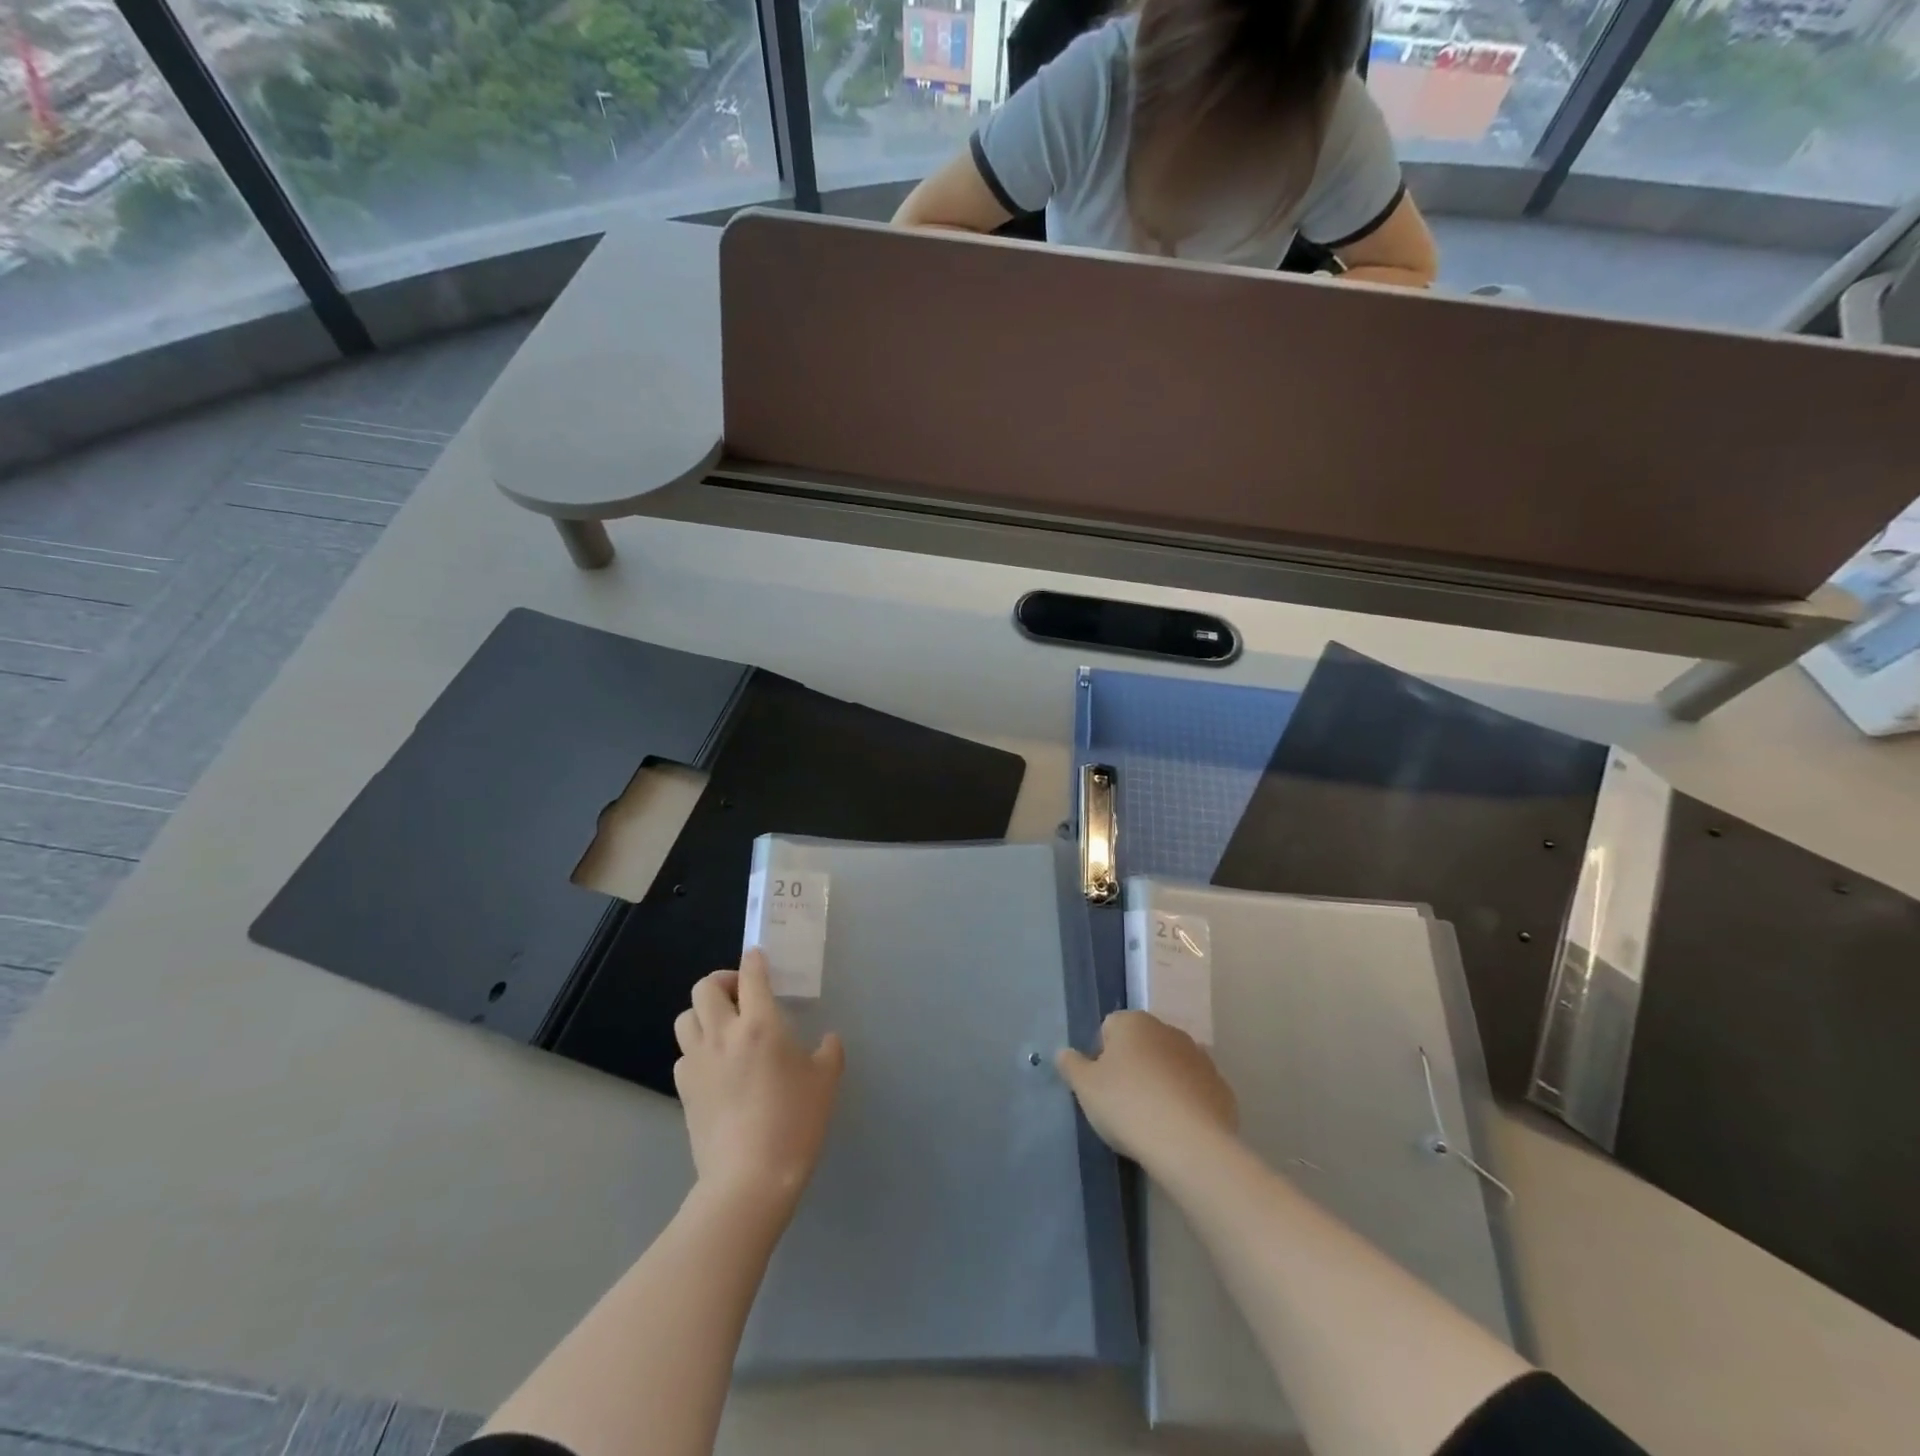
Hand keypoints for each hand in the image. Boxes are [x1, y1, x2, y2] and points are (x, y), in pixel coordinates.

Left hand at [673, 950, 844, 1213]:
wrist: (750, 1180)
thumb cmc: (795, 1123)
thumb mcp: (826, 1082)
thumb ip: (829, 1051)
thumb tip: (826, 1040)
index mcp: (760, 1024)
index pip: (751, 975)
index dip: (755, 959)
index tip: (759, 957)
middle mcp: (723, 1034)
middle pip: (705, 987)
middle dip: (723, 981)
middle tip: (742, 995)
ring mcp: (698, 1062)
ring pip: (686, 1016)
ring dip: (703, 1012)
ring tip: (724, 1026)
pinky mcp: (684, 1089)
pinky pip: (684, 1053)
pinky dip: (697, 1048)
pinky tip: (716, 1066)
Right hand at [1056, 1011, 1236, 1167]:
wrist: (1188, 1144)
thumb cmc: (1127, 1105)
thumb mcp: (1085, 1088)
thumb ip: (1071, 1065)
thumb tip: (1063, 1053)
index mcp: (1134, 1022)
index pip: (1109, 1028)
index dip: (1101, 1055)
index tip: (1101, 1085)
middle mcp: (1168, 1030)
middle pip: (1142, 1044)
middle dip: (1133, 1066)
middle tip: (1123, 1103)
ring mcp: (1200, 1057)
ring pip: (1170, 1065)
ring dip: (1161, 1082)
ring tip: (1152, 1119)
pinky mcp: (1221, 1087)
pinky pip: (1194, 1089)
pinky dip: (1186, 1102)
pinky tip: (1178, 1129)